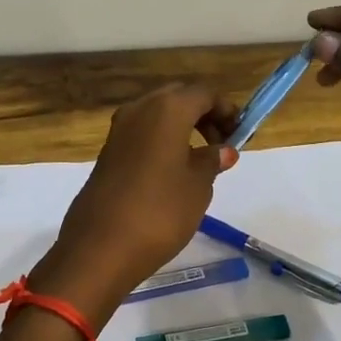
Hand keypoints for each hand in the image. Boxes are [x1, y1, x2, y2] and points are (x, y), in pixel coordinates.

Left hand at [28, 85, 239, 328]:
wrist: (101, 247)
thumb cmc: (160, 211)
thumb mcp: (198, 186)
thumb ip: (212, 161)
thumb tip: (223, 150)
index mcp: (167, 109)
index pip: (204, 94)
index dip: (226, 110)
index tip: (240, 134)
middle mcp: (139, 109)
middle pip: (178, 98)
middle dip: (202, 115)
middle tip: (220, 144)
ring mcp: (118, 130)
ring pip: (157, 115)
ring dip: (180, 128)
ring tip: (199, 161)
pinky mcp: (107, 152)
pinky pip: (141, 135)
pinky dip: (161, 142)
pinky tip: (172, 172)